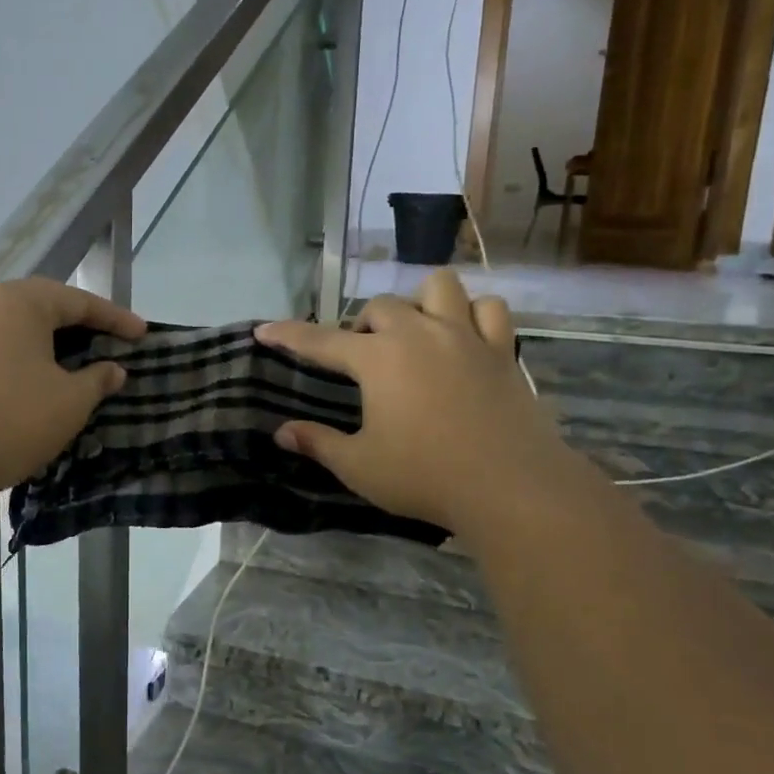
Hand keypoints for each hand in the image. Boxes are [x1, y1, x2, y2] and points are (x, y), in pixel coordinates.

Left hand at [0, 279, 145, 499]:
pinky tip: (36, 385)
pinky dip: (22, 363)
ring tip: (76, 367)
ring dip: (49, 347)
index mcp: (19, 301)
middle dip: (80, 328)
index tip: (143, 335)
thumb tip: (113, 370)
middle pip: (43, 309)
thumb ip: (97, 379)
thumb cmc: (12, 417)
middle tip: (110, 346)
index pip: (79, 301)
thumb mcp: (70, 400)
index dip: (116, 319)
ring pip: (16, 332)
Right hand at [255, 270, 573, 538]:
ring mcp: (466, 337)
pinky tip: (466, 335)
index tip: (263, 330)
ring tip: (416, 332)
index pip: (321, 341)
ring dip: (420, 302)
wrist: (509, 486)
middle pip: (380, 307)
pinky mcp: (502, 351)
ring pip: (439, 287)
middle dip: (362, 326)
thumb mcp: (359, 466)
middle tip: (360, 358)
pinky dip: (474, 314)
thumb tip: (281, 432)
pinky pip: (490, 310)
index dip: (289, 335)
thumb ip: (318, 443)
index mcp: (378, 360)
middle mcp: (419, 334)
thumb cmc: (425, 477)